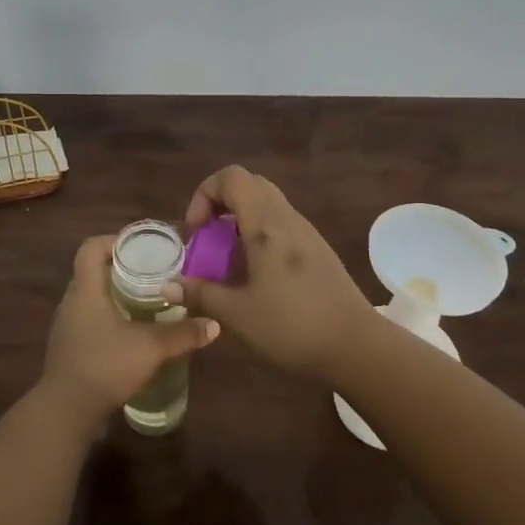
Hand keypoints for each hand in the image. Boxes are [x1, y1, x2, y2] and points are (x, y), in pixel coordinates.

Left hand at [40, 235, 219, 425]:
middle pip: (93, 271)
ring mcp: (67, 325)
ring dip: (115, 294)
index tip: (141, 247)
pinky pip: (89, 319)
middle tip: (153, 273)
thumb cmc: (105, 365)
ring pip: (91, 297)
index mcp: (86, 289)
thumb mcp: (151, 348)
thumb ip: (183, 334)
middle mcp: (72, 301)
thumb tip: (215, 325)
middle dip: (122, 268)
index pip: (91, 247)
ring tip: (146, 301)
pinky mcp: (69, 347)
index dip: (114, 240)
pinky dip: (109, 317)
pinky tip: (131, 333)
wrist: (66, 411)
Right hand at [164, 165, 376, 379]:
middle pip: (249, 184)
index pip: (231, 177)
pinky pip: (281, 224)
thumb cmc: (292, 327)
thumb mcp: (237, 314)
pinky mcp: (317, 250)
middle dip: (220, 204)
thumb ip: (201, 294)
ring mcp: (306, 232)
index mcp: (266, 225)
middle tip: (208, 240)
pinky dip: (259, 234)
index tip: (197, 232)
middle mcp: (287, 218)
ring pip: (267, 204)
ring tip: (228, 260)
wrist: (356, 347)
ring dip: (239, 220)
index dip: (204, 194)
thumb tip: (167, 286)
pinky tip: (256, 274)